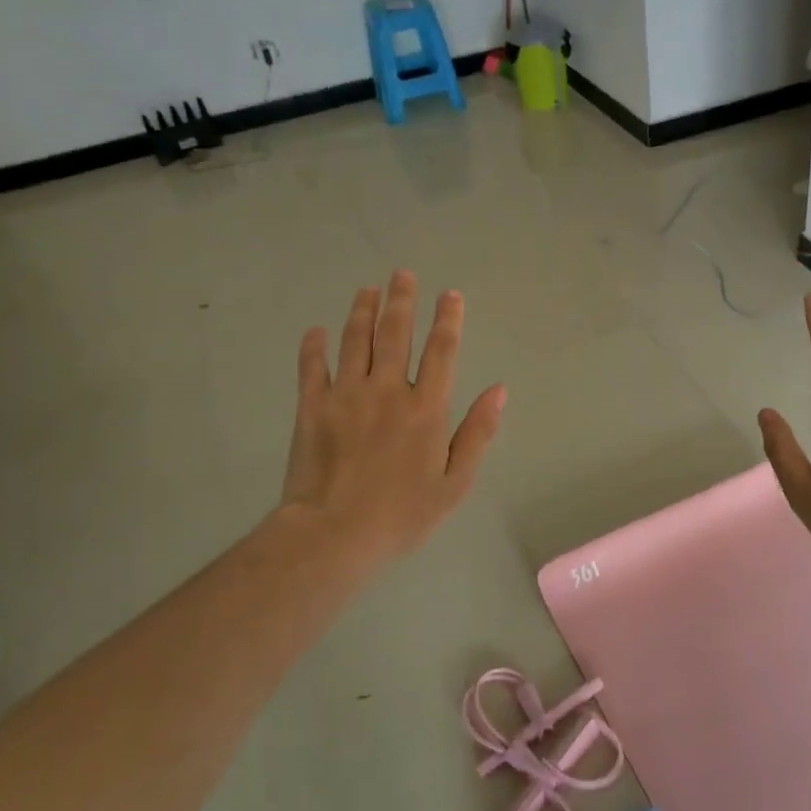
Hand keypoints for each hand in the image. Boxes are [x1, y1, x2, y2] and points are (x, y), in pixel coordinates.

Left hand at [276, 271, 505, 579]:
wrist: (333, 536)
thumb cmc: (402, 515)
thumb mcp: (455, 483)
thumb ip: (477, 433)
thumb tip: (498, 390)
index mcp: (426, 408)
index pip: (441, 350)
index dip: (448, 319)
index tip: (450, 294)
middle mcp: (387, 390)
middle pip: (395, 333)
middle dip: (402, 300)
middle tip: (402, 274)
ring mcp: (346, 395)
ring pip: (354, 340)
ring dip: (362, 311)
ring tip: (367, 290)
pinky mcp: (311, 407)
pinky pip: (312, 367)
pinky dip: (314, 346)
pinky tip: (316, 330)